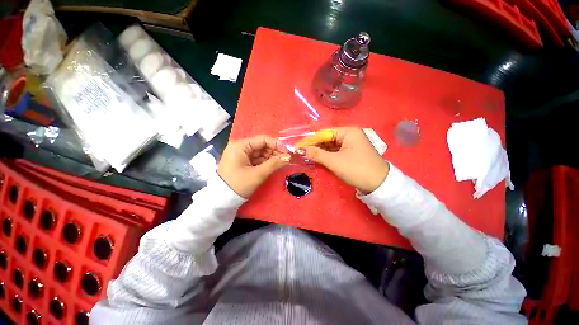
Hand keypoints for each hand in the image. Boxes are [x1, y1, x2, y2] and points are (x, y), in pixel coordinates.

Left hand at [218, 135, 290, 197]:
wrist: (223, 199)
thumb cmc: (239, 185)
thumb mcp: (258, 174)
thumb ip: (274, 164)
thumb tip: (288, 157)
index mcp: (240, 146)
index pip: (262, 139)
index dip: (276, 144)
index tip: (287, 152)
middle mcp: (240, 147)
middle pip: (262, 145)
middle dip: (274, 151)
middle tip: (286, 159)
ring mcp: (241, 154)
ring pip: (260, 152)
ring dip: (271, 157)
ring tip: (281, 163)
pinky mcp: (243, 161)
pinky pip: (257, 158)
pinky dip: (265, 162)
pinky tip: (274, 165)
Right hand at [301, 127, 388, 193]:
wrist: (379, 184)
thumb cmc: (356, 169)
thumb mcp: (335, 162)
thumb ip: (317, 154)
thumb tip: (303, 149)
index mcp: (348, 132)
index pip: (325, 133)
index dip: (311, 140)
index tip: (299, 145)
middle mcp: (351, 135)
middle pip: (328, 138)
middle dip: (315, 145)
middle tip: (302, 152)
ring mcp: (352, 144)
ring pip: (332, 146)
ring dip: (321, 151)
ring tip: (307, 155)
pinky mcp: (352, 153)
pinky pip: (337, 151)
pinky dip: (328, 155)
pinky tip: (318, 158)